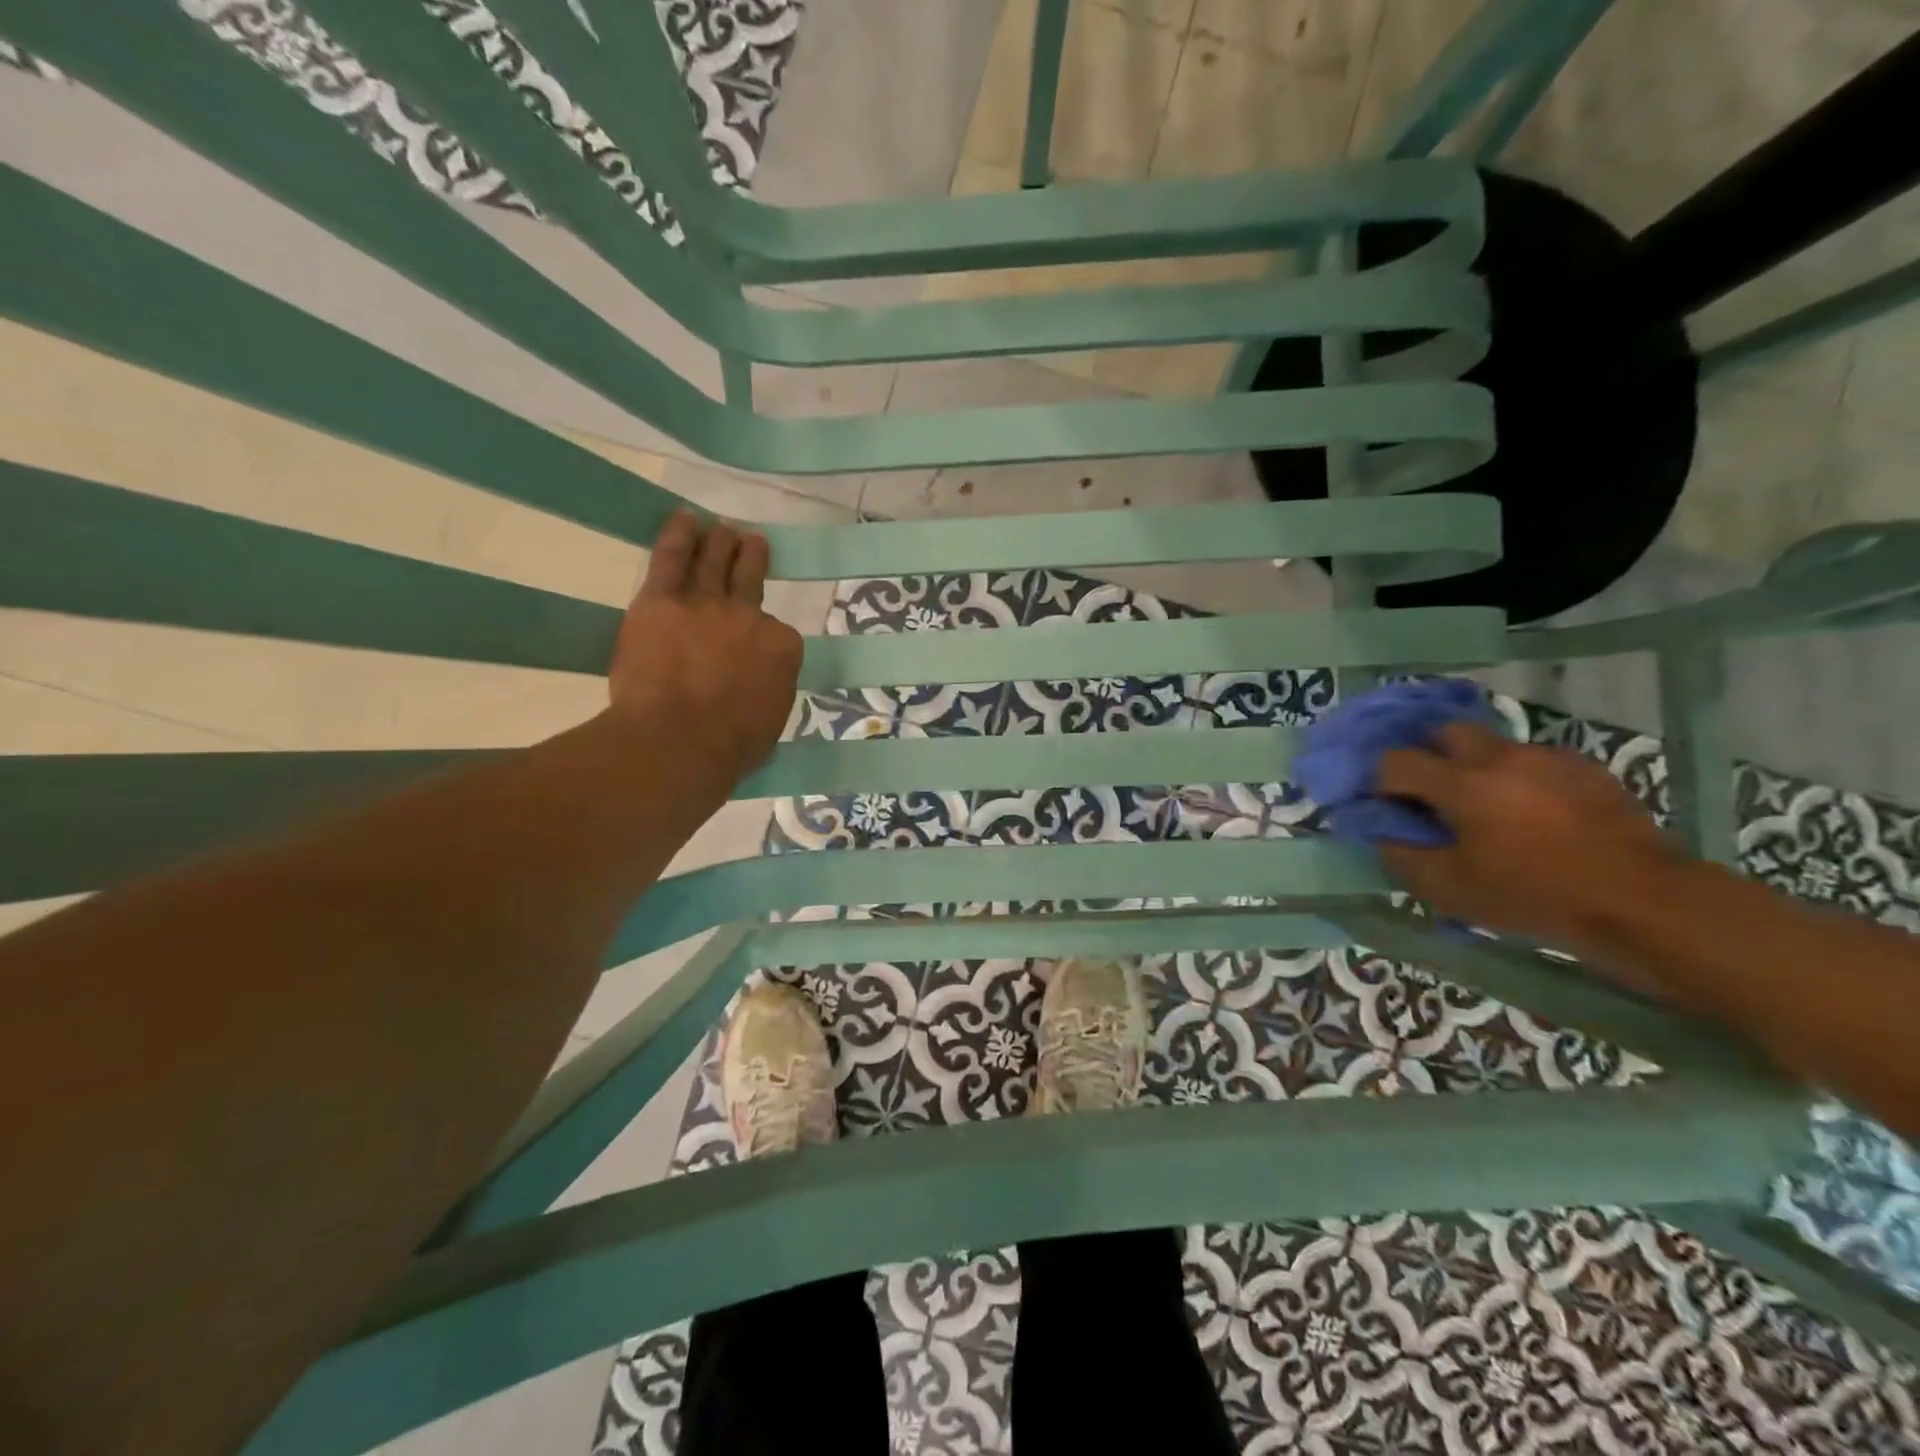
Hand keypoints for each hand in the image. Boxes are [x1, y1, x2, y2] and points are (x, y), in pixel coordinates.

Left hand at [607, 511, 803, 782]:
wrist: (680, 741)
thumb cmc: (730, 747)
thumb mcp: (770, 722)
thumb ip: (768, 690)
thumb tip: (757, 684)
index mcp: (783, 649)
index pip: (779, 632)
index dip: (766, 635)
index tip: (757, 641)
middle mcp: (750, 617)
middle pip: (751, 580)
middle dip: (752, 558)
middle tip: (752, 542)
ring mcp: (707, 604)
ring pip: (715, 561)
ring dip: (721, 541)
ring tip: (724, 528)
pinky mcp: (661, 601)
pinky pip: (671, 558)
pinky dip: (679, 535)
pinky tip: (684, 519)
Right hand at [1375, 723, 1679, 954]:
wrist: (1643, 900)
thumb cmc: (1533, 895)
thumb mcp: (1450, 890)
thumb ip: (1402, 856)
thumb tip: (1383, 834)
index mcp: (1459, 783)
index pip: (1395, 761)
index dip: (1380, 780)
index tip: (1386, 804)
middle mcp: (1498, 756)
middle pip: (1444, 732)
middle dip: (1429, 754)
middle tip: (1432, 792)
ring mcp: (1546, 757)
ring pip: (1492, 745)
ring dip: (1476, 766)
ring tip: (1488, 806)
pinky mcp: (1585, 767)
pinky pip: (1535, 760)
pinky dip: (1521, 777)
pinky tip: (1533, 813)